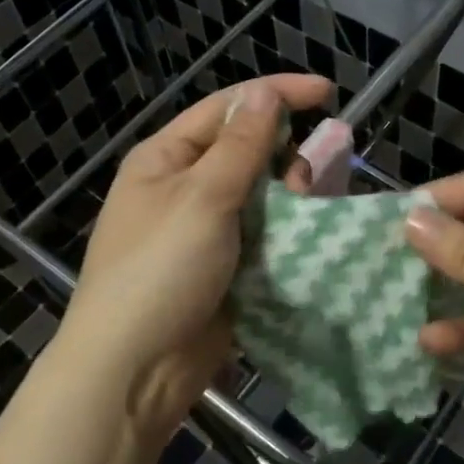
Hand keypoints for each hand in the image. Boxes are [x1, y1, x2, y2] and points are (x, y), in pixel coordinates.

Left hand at [59, 74, 331, 443]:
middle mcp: (183, 186)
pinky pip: (264, 234)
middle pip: (246, 150)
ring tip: (308, 208)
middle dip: (283, 153)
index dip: (277, 94)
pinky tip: (309, 234)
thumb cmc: (160, 270)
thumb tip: (263, 93)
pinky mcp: (224, 267)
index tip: (328, 93)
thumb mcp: (202, 198)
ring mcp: (204, 229)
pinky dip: (287, 230)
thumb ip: (241, 145)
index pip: (226, 108)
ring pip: (261, 194)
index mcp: (166, 157)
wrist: (134, 370)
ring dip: (288, 194)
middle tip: (307, 176)